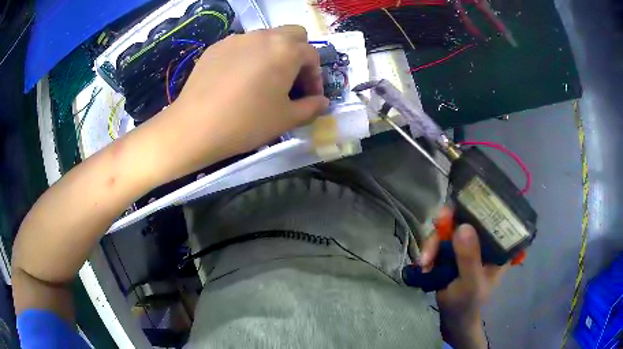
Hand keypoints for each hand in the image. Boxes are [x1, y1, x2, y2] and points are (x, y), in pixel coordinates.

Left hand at [147, 25, 328, 180]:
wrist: (194, 126)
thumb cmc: (246, 122)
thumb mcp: (286, 119)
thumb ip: (311, 108)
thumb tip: (323, 102)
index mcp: (286, 50)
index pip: (312, 55)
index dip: (316, 77)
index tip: (310, 97)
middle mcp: (263, 36)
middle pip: (293, 34)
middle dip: (298, 54)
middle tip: (290, 79)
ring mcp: (237, 39)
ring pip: (266, 37)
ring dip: (273, 53)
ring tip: (263, 80)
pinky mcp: (216, 47)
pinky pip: (241, 45)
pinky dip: (249, 56)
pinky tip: (238, 79)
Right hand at [419, 207, 508, 347]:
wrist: (452, 317)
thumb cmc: (468, 302)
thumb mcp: (471, 283)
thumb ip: (469, 258)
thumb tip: (463, 226)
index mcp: (498, 244)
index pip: (491, 215)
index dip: (475, 205)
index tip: (457, 210)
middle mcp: (484, 239)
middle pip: (465, 217)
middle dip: (445, 227)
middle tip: (433, 231)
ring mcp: (467, 243)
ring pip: (448, 228)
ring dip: (432, 243)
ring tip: (424, 263)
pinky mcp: (452, 250)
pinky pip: (438, 240)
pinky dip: (428, 250)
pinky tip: (424, 264)